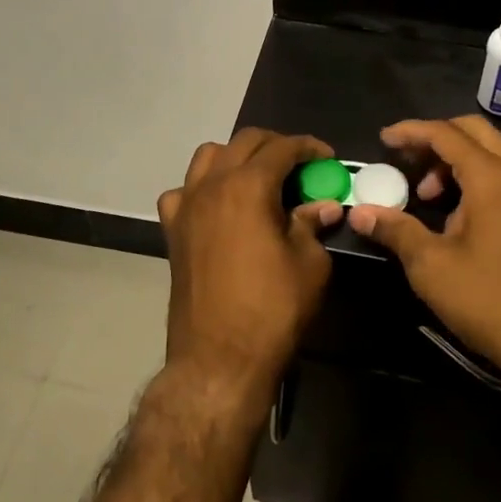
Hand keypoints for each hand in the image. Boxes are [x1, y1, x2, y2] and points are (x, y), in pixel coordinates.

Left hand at [156, 129, 339, 409]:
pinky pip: (183, 191)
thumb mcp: (309, 265)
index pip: (282, 148)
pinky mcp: (172, 231)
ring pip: (208, 156)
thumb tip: (324, 206)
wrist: (218, 359)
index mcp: (248, 186)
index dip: (309, 147)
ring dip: (237, 157)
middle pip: (244, 142)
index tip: (327, 158)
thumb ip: (313, 225)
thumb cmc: (272, 309)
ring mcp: (186, 206)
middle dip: (276, 145)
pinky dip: (203, 187)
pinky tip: (219, 207)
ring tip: (259, 178)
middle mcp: (212, 184)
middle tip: (300, 165)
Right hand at [347, 117, 500, 405]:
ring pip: (493, 153)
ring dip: (457, 161)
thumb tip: (358, 212)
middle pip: (474, 132)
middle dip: (436, 138)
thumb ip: (395, 229)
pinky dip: (477, 178)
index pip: (446, 134)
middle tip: (407, 161)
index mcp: (493, 178)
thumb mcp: (430, 266)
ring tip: (430, 196)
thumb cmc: (488, 300)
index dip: (411, 132)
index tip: (384, 140)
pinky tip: (459, 214)